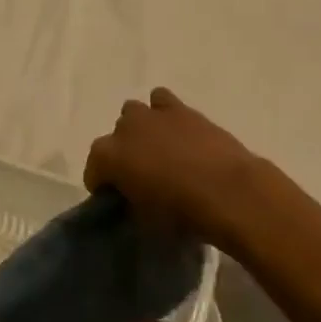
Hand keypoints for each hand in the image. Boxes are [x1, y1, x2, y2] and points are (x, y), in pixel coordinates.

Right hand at [84, 88, 261, 247]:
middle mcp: (124, 128)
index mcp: (108, 156)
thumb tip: (133, 199)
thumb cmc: (182, 213)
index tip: (116, 198)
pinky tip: (178, 132)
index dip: (103, 185)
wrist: (226, 190)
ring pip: (134, 112)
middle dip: (123, 153)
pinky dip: (165, 113)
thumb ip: (131, 204)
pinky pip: (162, 101)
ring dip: (141, 128)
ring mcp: (152, 113)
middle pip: (115, 137)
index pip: (94, 169)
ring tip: (159, 149)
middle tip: (140, 175)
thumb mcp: (146, 221)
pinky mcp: (180, 108)